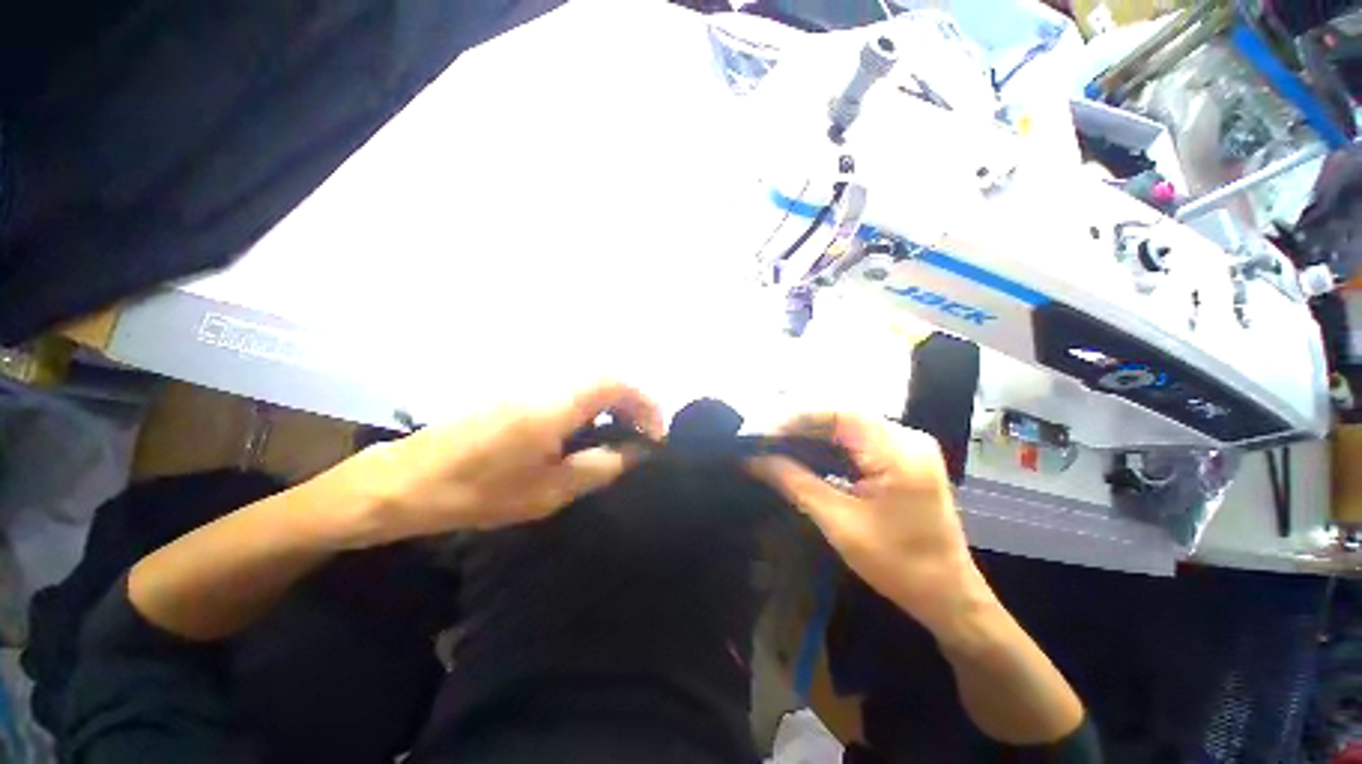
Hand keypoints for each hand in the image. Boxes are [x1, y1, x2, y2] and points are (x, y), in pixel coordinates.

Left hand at [322, 381, 663, 547]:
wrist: (402, 481)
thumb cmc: (476, 491)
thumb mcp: (548, 491)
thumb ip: (600, 467)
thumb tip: (637, 452)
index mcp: (555, 405)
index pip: (617, 382)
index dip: (645, 403)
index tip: (656, 435)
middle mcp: (546, 384)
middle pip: (606, 378)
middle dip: (633, 404)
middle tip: (641, 438)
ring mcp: (529, 385)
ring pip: (588, 383)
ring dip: (612, 405)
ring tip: (618, 438)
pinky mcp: (516, 393)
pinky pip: (568, 391)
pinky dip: (590, 407)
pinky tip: (583, 436)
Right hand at [748, 413, 994, 639]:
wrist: (948, 596)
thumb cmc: (899, 565)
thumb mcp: (839, 522)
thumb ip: (794, 483)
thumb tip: (753, 460)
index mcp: (899, 451)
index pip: (838, 414)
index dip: (795, 417)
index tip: (761, 432)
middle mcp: (905, 438)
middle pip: (841, 416)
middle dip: (798, 425)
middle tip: (762, 437)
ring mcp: (905, 446)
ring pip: (846, 426)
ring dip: (809, 434)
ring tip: (773, 443)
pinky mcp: (900, 458)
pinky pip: (855, 441)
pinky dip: (826, 445)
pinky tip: (801, 453)